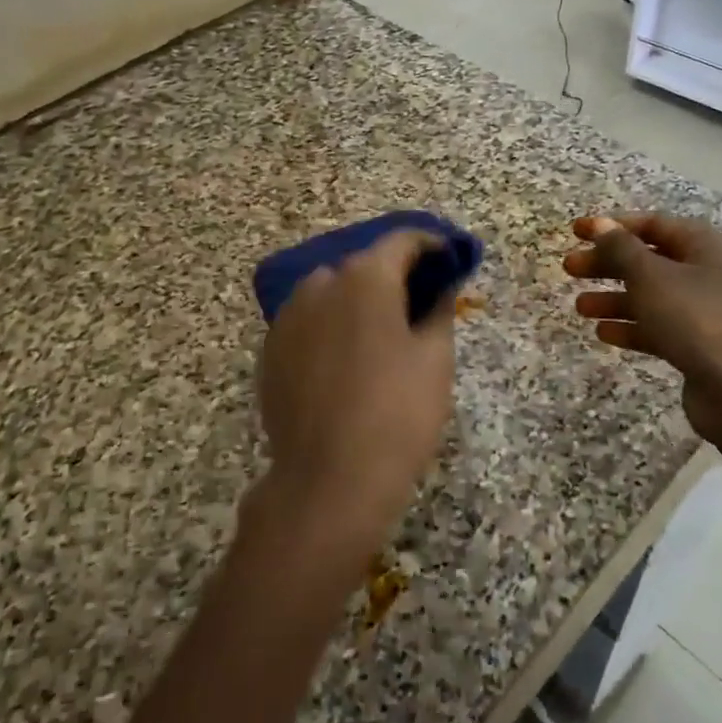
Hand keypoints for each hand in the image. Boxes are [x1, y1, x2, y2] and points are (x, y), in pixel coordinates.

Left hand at [255, 230, 455, 554]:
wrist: (327, 481)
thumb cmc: (396, 415)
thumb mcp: (435, 360)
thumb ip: (439, 310)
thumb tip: (439, 287)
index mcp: (365, 279)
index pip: (402, 241)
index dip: (431, 245)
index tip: (450, 260)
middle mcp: (320, 285)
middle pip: (364, 265)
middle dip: (394, 275)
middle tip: (420, 302)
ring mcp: (288, 317)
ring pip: (331, 292)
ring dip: (358, 300)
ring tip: (381, 333)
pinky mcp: (271, 350)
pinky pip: (309, 322)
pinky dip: (331, 326)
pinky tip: (346, 359)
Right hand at [563, 213, 721, 443]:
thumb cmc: (695, 318)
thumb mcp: (651, 276)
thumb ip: (621, 248)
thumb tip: (600, 224)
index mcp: (705, 244)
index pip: (653, 224)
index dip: (611, 226)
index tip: (575, 231)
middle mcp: (709, 271)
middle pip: (649, 259)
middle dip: (607, 264)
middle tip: (569, 269)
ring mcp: (705, 309)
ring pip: (651, 295)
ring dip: (614, 298)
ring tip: (579, 307)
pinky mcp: (699, 344)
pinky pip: (658, 326)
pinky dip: (631, 326)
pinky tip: (603, 333)